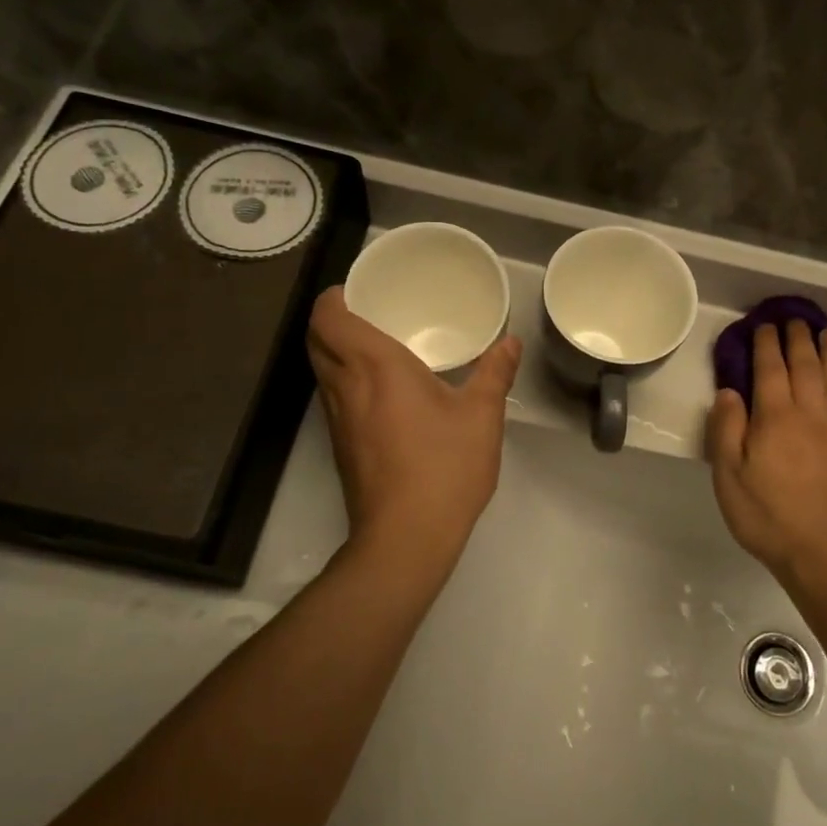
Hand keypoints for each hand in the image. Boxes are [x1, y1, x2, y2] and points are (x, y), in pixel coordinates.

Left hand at [306, 288, 520, 569]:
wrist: (405, 537)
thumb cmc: (444, 467)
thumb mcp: (481, 416)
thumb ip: (495, 372)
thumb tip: (510, 341)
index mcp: (375, 366)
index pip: (329, 318)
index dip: (333, 297)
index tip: (357, 289)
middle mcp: (345, 387)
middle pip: (316, 340)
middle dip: (330, 319)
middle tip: (367, 310)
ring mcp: (336, 420)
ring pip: (320, 370)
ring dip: (334, 350)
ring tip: (373, 345)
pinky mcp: (339, 446)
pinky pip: (332, 397)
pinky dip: (344, 380)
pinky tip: (379, 392)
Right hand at [708, 321, 826, 583]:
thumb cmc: (769, 517)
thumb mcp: (729, 477)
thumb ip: (727, 429)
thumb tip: (729, 392)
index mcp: (776, 417)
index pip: (770, 368)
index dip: (766, 344)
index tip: (764, 326)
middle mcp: (812, 414)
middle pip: (806, 366)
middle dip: (798, 339)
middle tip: (794, 321)